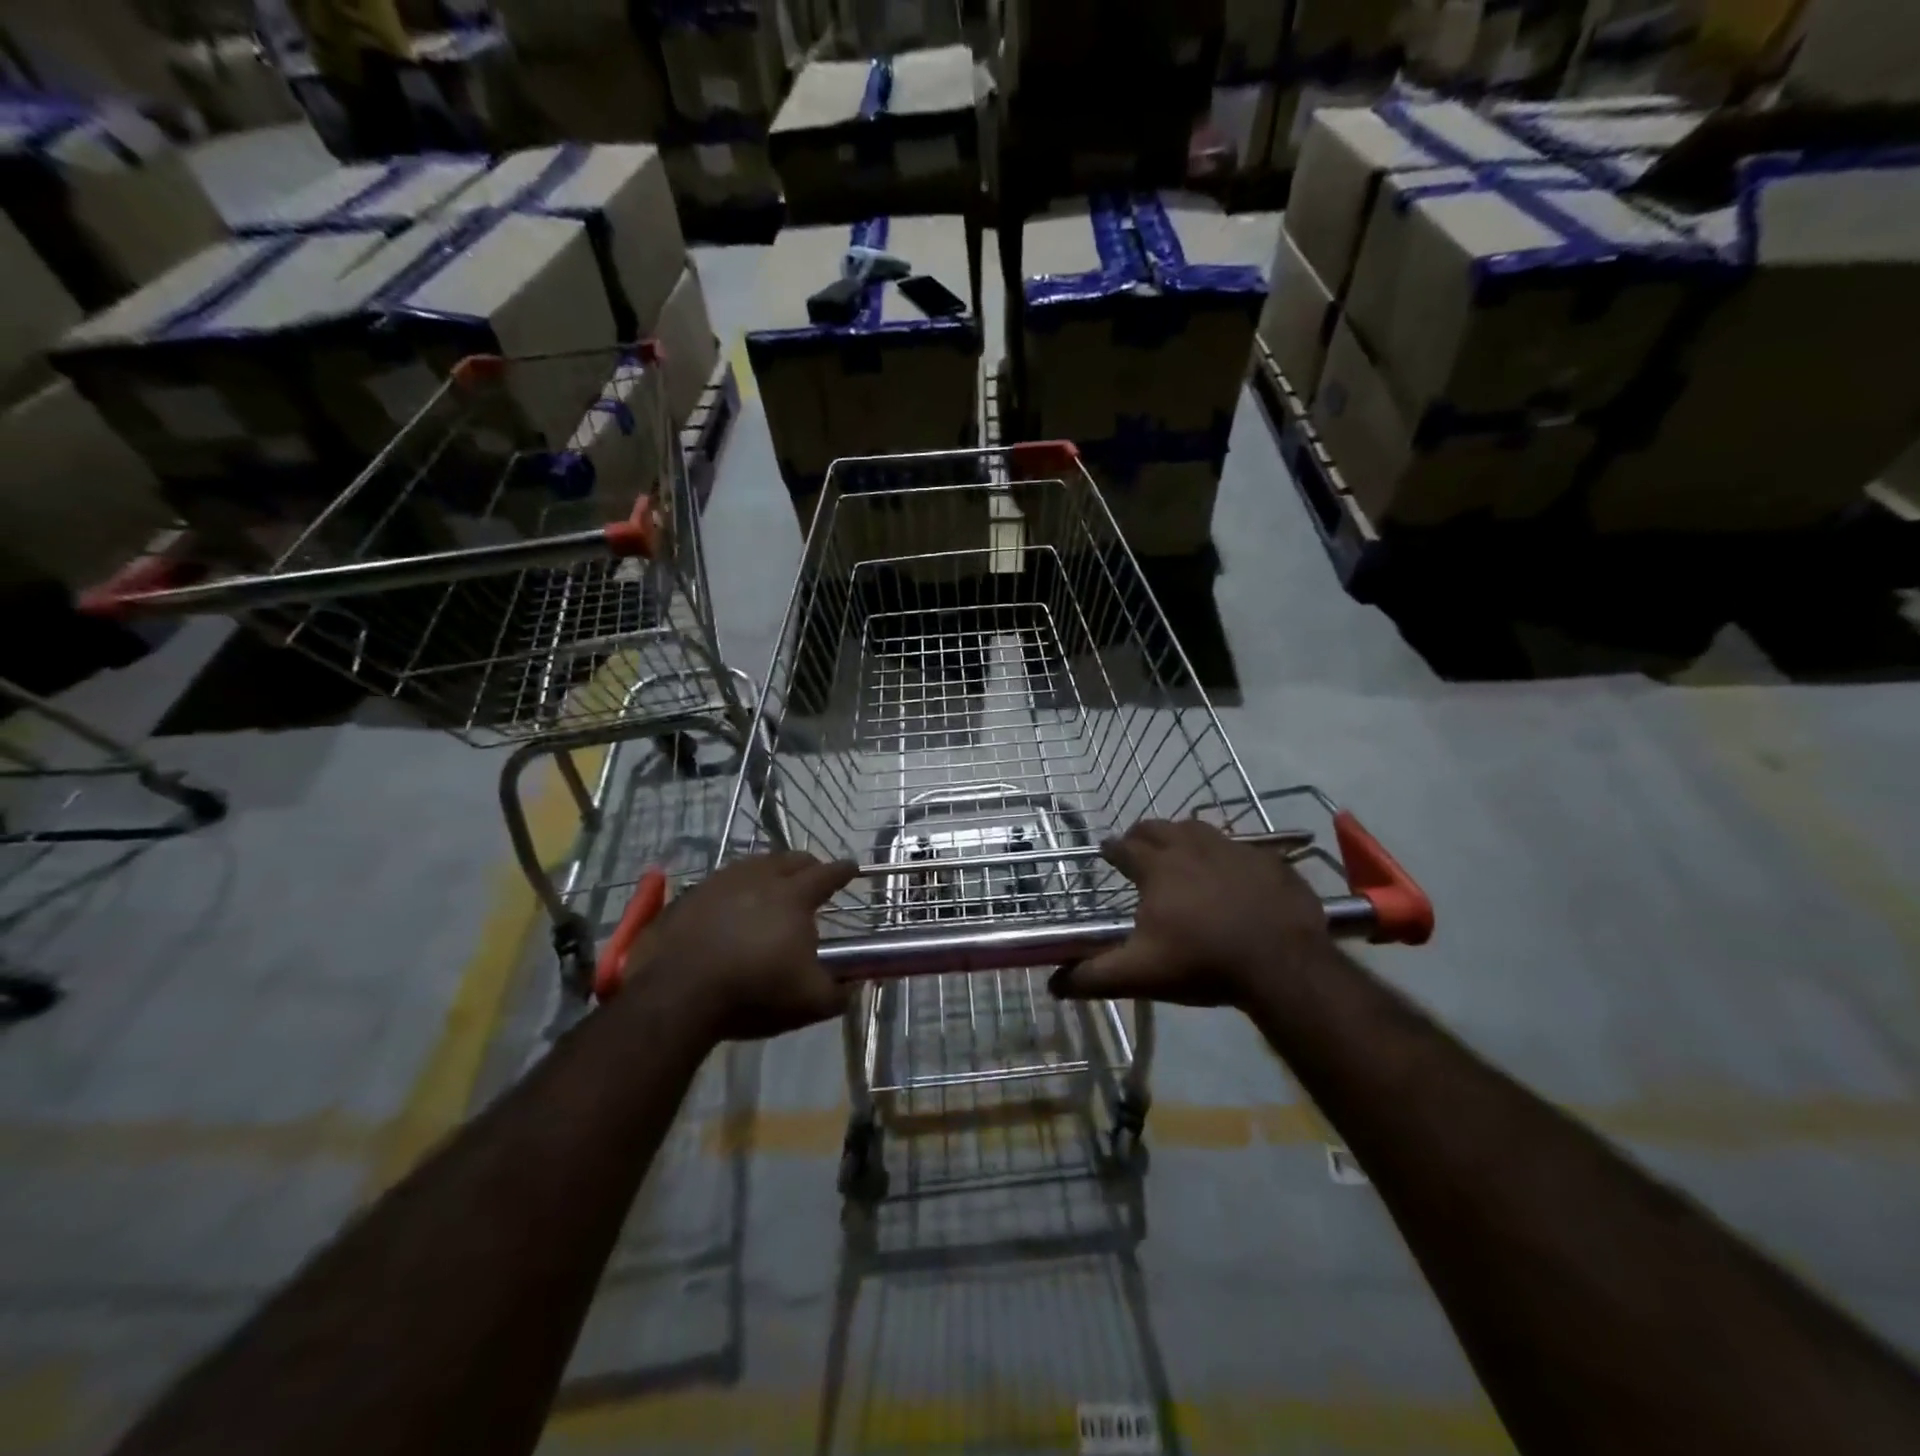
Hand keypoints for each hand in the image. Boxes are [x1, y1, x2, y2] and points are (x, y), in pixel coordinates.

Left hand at [622, 852, 856, 1041]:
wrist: (677, 994)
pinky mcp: (688, 897)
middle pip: (790, 860)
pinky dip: (733, 889)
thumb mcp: (809, 1002)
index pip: (827, 874)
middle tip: (814, 875)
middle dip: (807, 865)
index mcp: (794, 896)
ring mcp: (719, 883)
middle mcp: (759, 878)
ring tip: (771, 884)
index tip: (852, 868)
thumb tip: (854, 987)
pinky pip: (719, 883)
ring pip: (753, 864)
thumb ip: (839, 993)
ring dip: (768, 870)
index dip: (843, 871)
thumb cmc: (754, 990)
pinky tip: (729, 904)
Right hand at [1050, 820, 1330, 1007]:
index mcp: (1157, 869)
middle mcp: (1191, 848)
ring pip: (1199, 828)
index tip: (1106, 851)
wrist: (1282, 964)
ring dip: (1183, 834)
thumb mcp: (1140, 974)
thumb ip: (1093, 977)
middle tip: (1138, 845)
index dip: (1112, 848)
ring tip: (1181, 847)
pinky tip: (1233, 868)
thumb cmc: (1202, 963)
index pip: (1125, 848)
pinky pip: (1242, 846)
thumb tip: (1052, 985)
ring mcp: (1234, 850)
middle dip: (1144, 834)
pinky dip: (1228, 853)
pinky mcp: (1269, 861)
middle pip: (1160, 828)